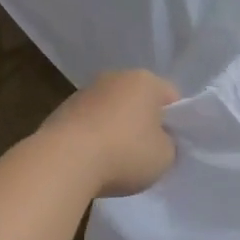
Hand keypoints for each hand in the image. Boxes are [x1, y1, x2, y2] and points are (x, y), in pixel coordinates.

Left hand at [42, 69, 179, 196]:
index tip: (171, 146)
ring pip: (112, 111)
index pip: (172, 98)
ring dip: (116, 130)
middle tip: (147, 154)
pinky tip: (92, 161)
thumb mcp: (165, 156)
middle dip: (144, 124)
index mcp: (145, 80)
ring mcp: (85, 92)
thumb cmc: (125, 153)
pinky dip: (94, 138)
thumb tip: (157, 140)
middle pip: (139, 101)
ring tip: (115, 162)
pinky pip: (89, 123)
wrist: (64, 160)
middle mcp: (115, 77)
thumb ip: (169, 145)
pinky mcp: (62, 110)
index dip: (177, 123)